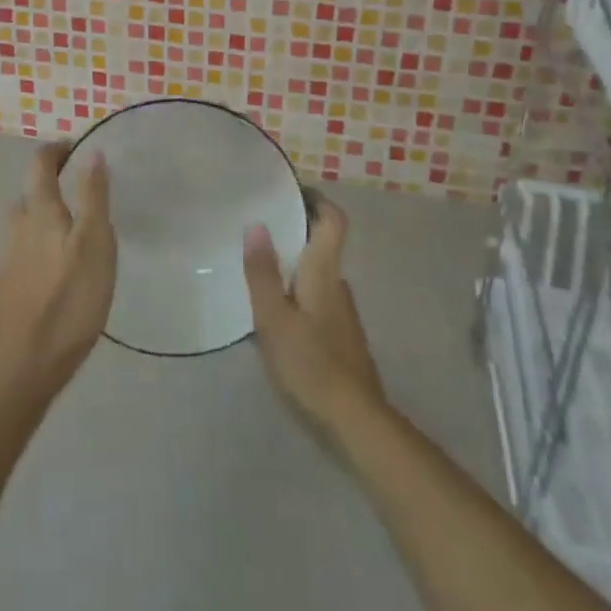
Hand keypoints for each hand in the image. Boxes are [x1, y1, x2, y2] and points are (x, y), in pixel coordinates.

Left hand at [0, 144, 115, 406]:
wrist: (24, 364)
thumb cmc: (69, 300)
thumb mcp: (95, 243)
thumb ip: (93, 196)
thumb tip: (92, 152)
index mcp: (39, 211)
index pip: (40, 164)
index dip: (56, 150)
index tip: (76, 149)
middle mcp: (17, 227)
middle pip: (28, 193)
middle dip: (49, 184)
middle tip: (79, 192)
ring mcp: (7, 258)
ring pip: (23, 223)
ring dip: (43, 215)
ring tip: (71, 230)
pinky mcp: (6, 287)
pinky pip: (22, 250)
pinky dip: (38, 245)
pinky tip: (56, 268)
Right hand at [242, 200, 385, 442]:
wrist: (354, 419)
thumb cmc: (310, 362)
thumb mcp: (274, 318)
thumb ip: (263, 272)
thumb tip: (256, 224)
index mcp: (324, 272)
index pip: (333, 220)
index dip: (317, 199)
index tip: (290, 191)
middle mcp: (338, 284)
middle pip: (322, 244)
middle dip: (295, 232)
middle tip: (258, 230)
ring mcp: (343, 311)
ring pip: (318, 273)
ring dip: (294, 264)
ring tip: (259, 269)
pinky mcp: (341, 335)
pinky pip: (317, 298)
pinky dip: (298, 291)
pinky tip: (277, 312)